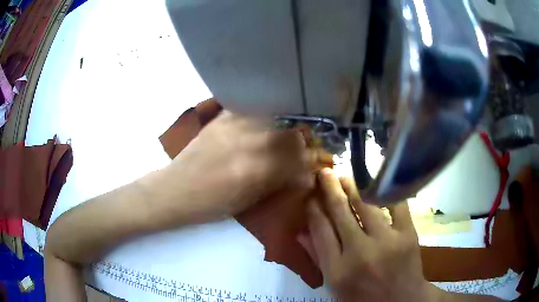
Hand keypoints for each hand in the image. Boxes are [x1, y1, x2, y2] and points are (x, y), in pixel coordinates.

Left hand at [149, 110, 316, 223]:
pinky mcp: (221, 118)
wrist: (176, 189)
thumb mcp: (247, 201)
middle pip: (288, 135)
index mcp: (253, 171)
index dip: (310, 160)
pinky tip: (268, 119)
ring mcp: (232, 126)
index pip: (295, 159)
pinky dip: (264, 114)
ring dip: (287, 125)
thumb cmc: (211, 204)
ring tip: (291, 131)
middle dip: (303, 141)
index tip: (316, 161)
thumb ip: (277, 183)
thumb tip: (303, 174)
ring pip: (274, 118)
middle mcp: (246, 143)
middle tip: (307, 146)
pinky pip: (251, 108)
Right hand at [299, 168, 435, 301]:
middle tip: (324, 172)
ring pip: (365, 203)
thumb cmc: (364, 297)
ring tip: (344, 176)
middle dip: (330, 188)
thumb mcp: (334, 287)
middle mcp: (359, 252)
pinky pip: (395, 204)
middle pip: (340, 212)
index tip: (310, 195)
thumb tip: (301, 232)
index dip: (313, 208)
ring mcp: (386, 241)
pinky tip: (375, 182)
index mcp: (337, 270)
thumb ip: (318, 259)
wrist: (401, 301)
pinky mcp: (407, 234)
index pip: (320, 230)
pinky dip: (384, 191)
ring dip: (352, 185)